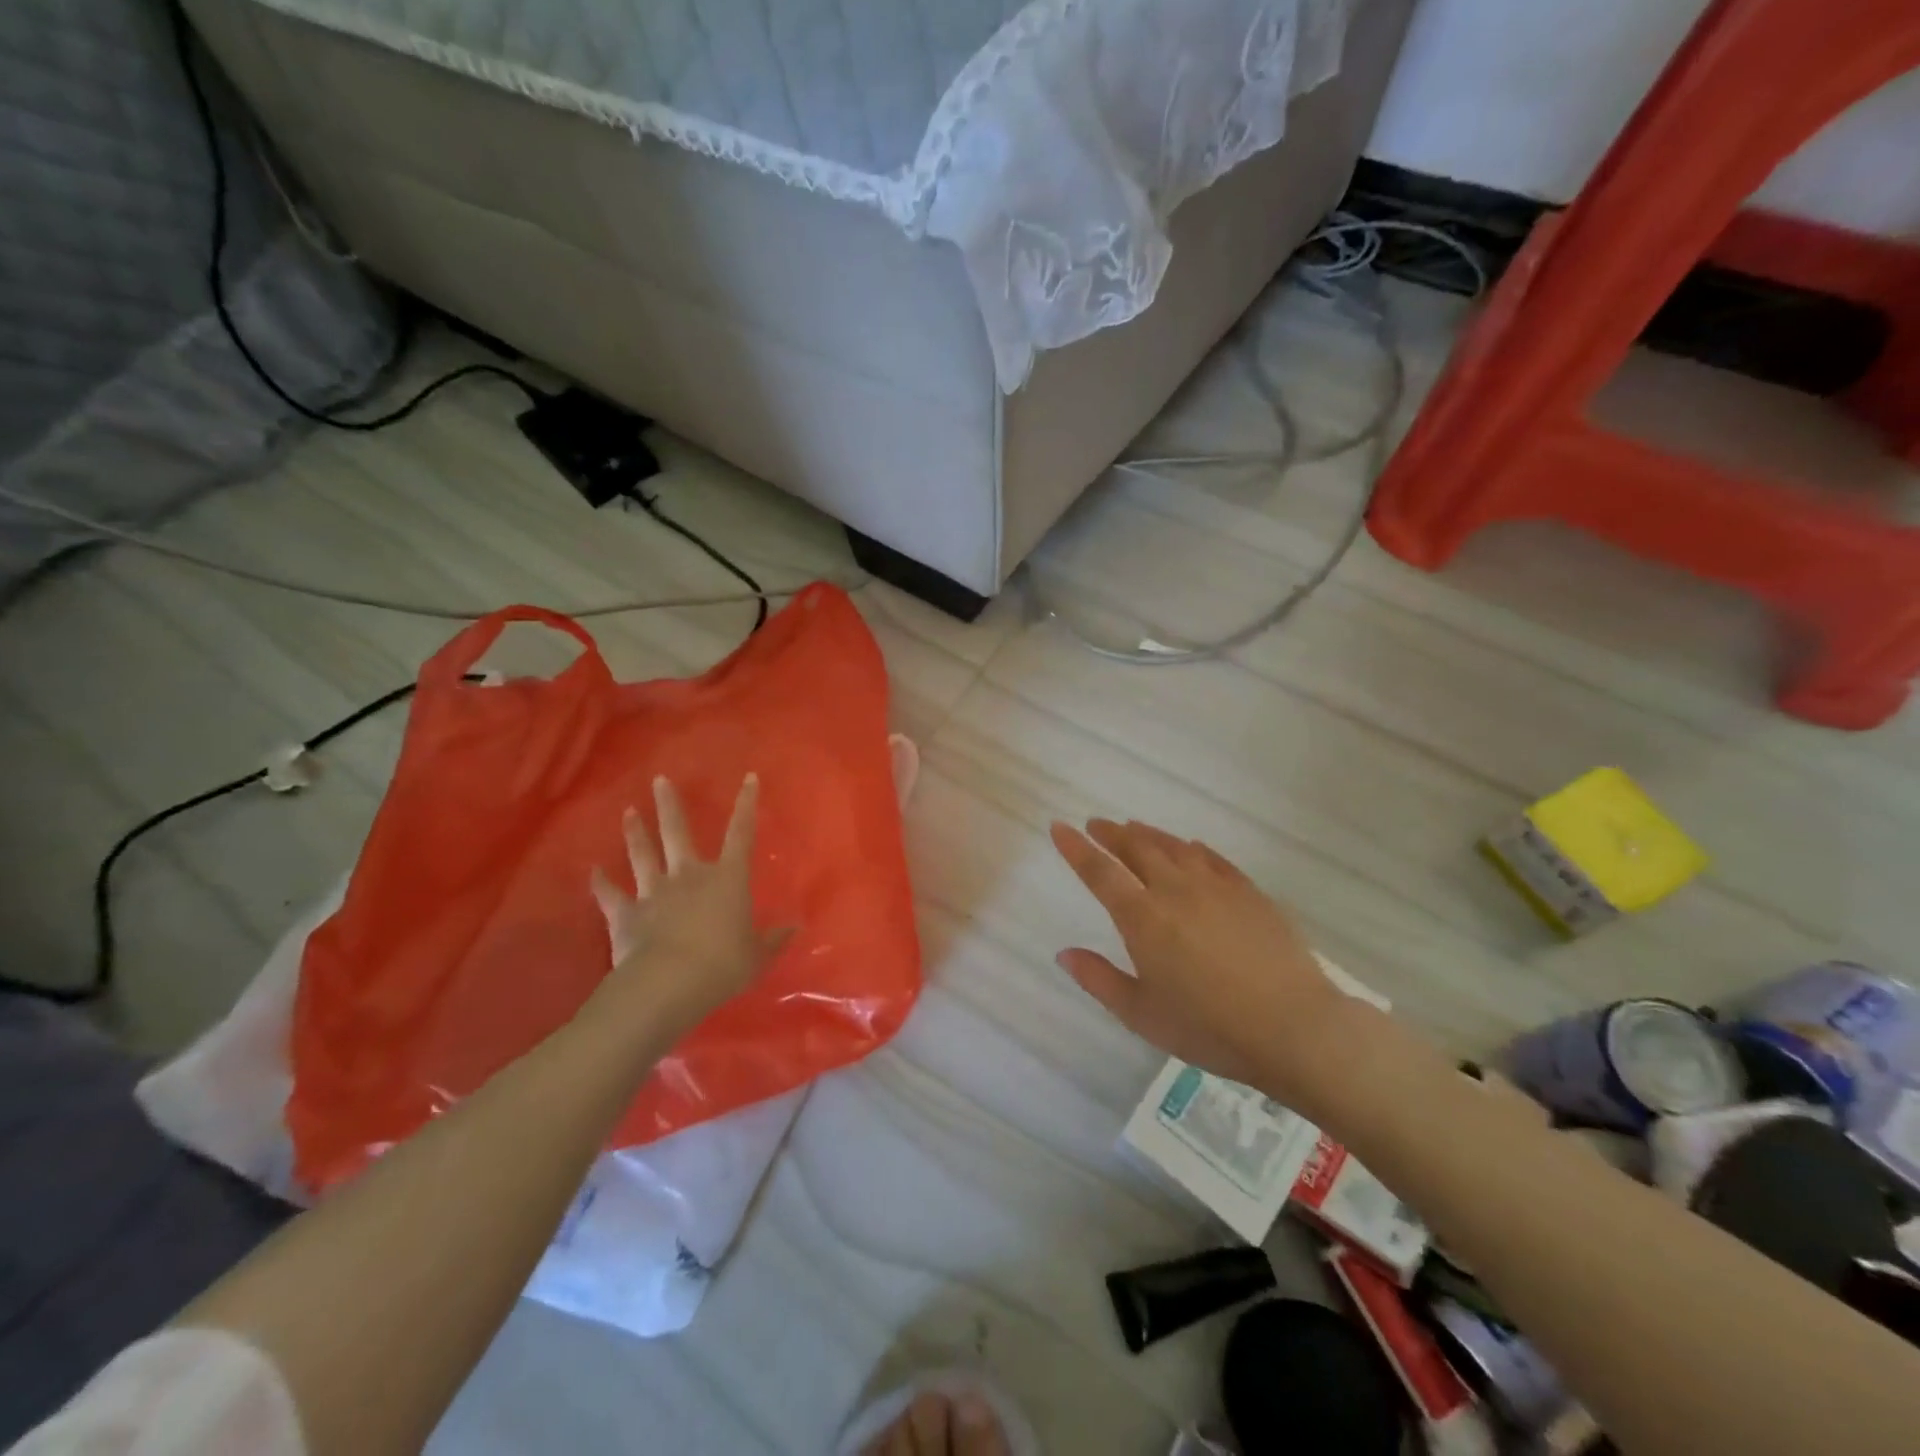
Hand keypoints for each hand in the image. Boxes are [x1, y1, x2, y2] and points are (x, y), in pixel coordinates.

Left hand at [588, 774, 789, 1038]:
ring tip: (627, 811)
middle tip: (659, 780)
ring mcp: (654, 892)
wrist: (669, 983)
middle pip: (678, 833)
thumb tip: (795, 928)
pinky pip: (610, 895)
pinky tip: (593, 871)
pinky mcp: (626, 914)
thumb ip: (773, 940)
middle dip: (669, 805)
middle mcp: (689, 876)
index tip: (748, 778)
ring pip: (643, 855)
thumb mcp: (756, 956)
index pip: (741, 834)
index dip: (746, 805)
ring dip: (635, 833)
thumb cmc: (722, 965)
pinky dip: (600, 883)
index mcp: (727, 879)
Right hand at [1050, 818, 1355, 1111]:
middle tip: (1096, 824)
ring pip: (1174, 847)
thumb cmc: (1209, 1028)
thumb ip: (1099, 980)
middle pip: (1136, 848)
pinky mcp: (1249, 893)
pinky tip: (1190, 848)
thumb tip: (1064, 953)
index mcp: (1143, 918)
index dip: (1076, 848)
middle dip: (1111, 834)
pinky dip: (1192, 849)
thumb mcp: (1142, 1015)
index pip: (1100, 872)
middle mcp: (1175, 890)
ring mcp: (1216, 887)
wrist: (1294, 1027)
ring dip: (1148, 834)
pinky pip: (1213, 859)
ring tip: (1134, 828)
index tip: (1059, 827)